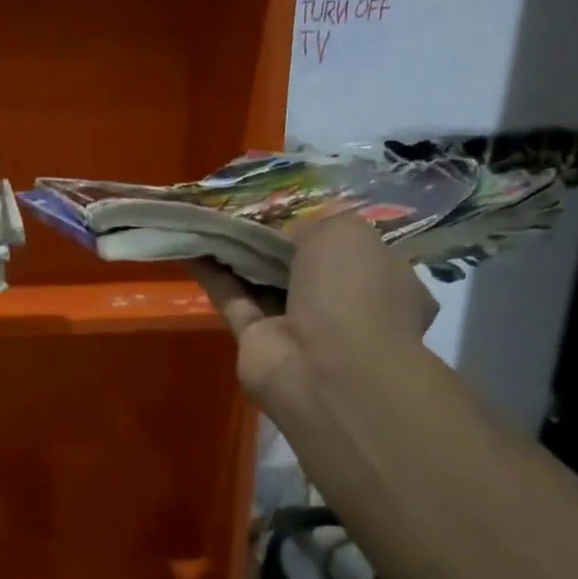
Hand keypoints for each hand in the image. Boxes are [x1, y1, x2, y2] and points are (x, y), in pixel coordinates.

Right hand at [191, 213, 435, 421]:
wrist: (327, 368)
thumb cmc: (353, 292)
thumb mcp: (345, 232)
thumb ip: (313, 224)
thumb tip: (284, 234)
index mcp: (384, 280)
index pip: (353, 250)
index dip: (321, 229)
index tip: (290, 210)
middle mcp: (344, 306)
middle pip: (303, 267)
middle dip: (274, 242)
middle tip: (242, 212)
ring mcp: (300, 329)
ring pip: (265, 284)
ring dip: (240, 256)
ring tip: (211, 222)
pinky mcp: (257, 342)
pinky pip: (234, 301)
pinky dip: (215, 276)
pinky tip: (193, 249)